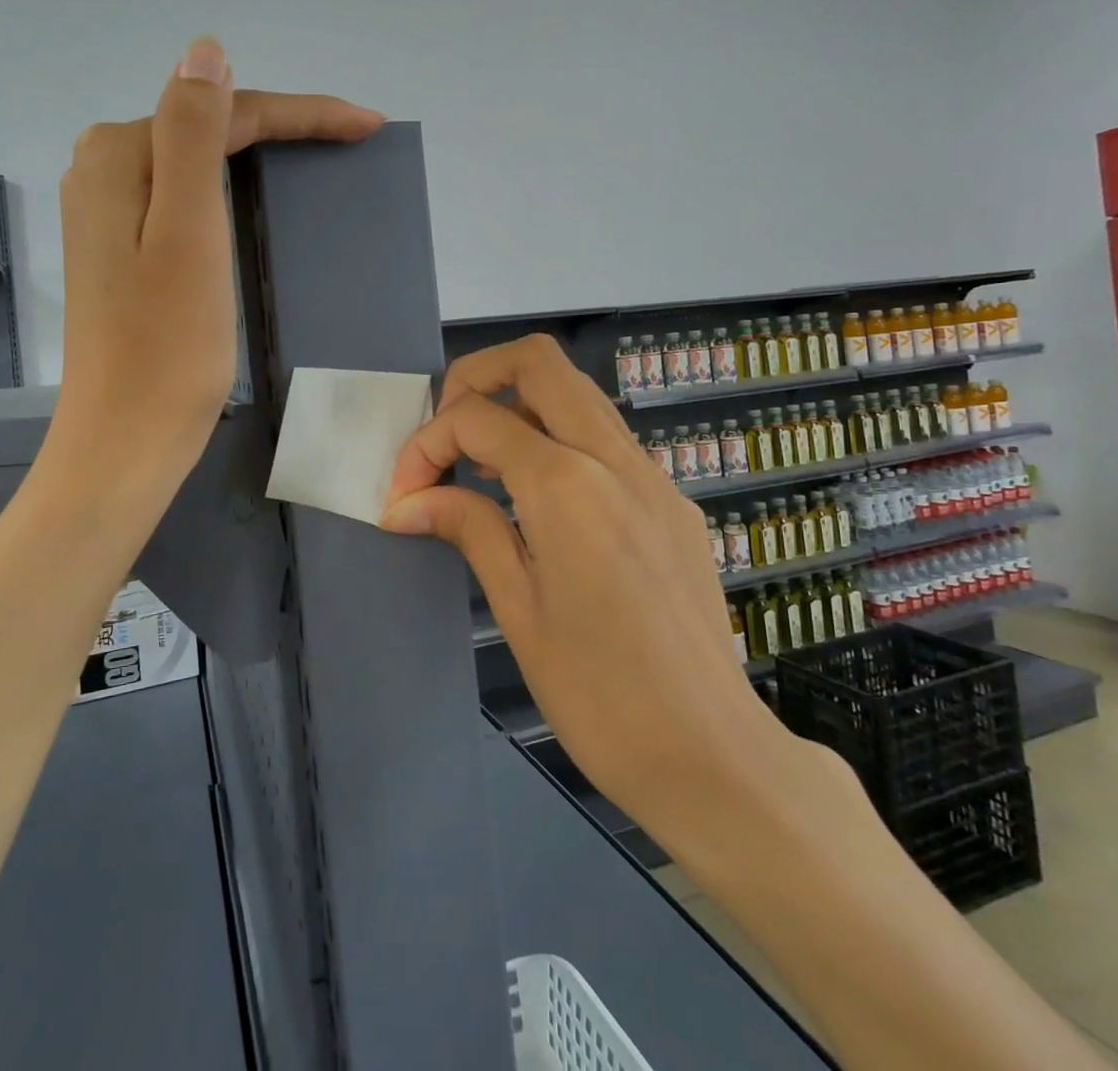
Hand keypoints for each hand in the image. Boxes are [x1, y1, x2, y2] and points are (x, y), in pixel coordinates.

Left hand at [51, 36, 382, 499]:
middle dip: (283, 125)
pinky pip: (185, 195)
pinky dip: (230, 187)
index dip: (301, 112)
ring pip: (197, 160)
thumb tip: (206, 50)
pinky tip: (255, 193)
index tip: (368, 125)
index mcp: (119, 155)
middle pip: (208, 128)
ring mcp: (107, 211)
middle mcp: (103, 169)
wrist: (126, 438)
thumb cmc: (168, 346)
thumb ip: (191, 135)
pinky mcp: (121, 248)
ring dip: (259, 151)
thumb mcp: (189, 233)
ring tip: (319, 154)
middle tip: (352, 136)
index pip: (223, 111)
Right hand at [380, 335, 798, 841]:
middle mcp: (615, 458)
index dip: (425, 446)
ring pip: (579, 392)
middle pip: (538, 361)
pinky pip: (608, 438)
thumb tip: (407, 502)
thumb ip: (468, 528)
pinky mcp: (674, 500)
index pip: (476, 419)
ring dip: (521, 404)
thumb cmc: (600, 696)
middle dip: (476, 378)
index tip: (405, 496)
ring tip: (485, 466)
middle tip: (447, 437)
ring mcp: (654, 475)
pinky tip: (543, 502)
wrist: (712, 755)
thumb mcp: (518, 609)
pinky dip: (561, 439)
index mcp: (567, 485)